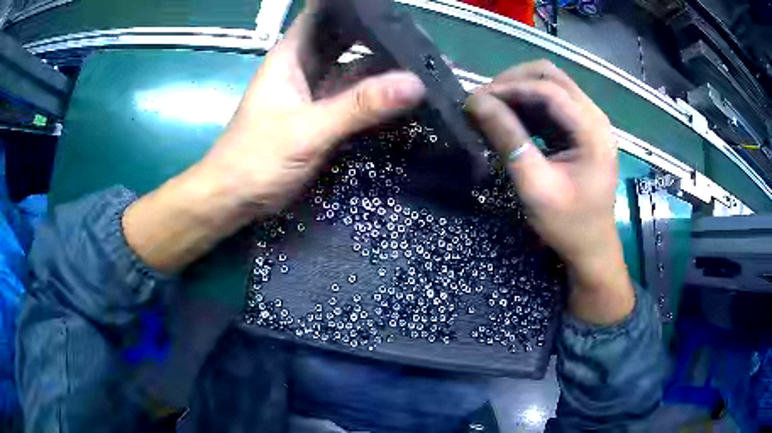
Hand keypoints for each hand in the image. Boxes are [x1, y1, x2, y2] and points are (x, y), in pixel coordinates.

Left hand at [123, 4, 424, 273]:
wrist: (234, 200)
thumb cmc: (256, 159)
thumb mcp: (307, 130)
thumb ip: (358, 106)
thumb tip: (414, 84)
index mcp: (292, 55)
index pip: (323, 13)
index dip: (354, 6)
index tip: (391, 8)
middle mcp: (306, 67)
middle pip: (346, 38)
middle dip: (379, 35)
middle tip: (421, 38)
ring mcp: (315, 92)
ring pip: (354, 69)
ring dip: (384, 67)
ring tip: (425, 63)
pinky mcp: (323, 117)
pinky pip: (356, 98)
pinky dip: (378, 96)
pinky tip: (406, 96)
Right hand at [466, 60, 633, 323]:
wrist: (592, 247)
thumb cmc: (568, 225)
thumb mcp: (535, 186)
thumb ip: (508, 139)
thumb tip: (475, 102)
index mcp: (592, 131)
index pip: (549, 90)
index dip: (510, 89)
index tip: (475, 100)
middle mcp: (594, 116)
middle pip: (551, 76)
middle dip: (513, 82)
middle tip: (484, 102)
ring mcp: (589, 121)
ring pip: (549, 85)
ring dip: (518, 91)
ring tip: (491, 109)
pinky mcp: (581, 129)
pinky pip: (551, 103)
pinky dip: (527, 105)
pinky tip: (508, 120)